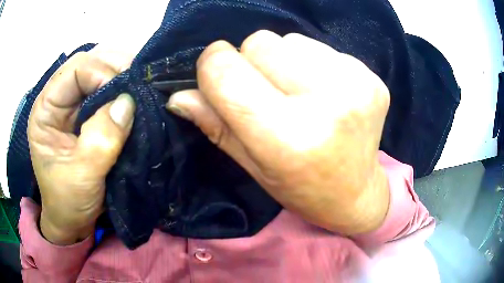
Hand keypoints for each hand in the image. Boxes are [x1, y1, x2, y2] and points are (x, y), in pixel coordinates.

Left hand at [28, 47, 134, 244]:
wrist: (73, 221)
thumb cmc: (68, 202)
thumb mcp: (82, 176)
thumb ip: (101, 140)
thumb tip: (128, 103)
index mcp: (45, 110)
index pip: (74, 70)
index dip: (100, 72)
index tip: (125, 93)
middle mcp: (58, 101)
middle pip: (88, 65)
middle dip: (114, 69)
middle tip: (139, 82)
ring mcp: (73, 107)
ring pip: (99, 74)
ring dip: (121, 78)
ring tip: (139, 88)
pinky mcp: (87, 117)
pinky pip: (107, 93)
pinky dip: (122, 92)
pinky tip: (134, 99)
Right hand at [167, 30, 390, 234]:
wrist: (357, 193)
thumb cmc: (300, 187)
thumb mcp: (252, 165)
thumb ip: (214, 124)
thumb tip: (177, 96)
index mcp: (288, 138)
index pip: (226, 72)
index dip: (212, 66)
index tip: (218, 76)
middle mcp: (327, 106)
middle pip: (259, 43)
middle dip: (251, 63)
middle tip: (269, 95)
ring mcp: (357, 87)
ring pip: (290, 40)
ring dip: (284, 61)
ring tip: (301, 95)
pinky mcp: (373, 78)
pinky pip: (321, 48)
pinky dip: (313, 64)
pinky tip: (327, 93)